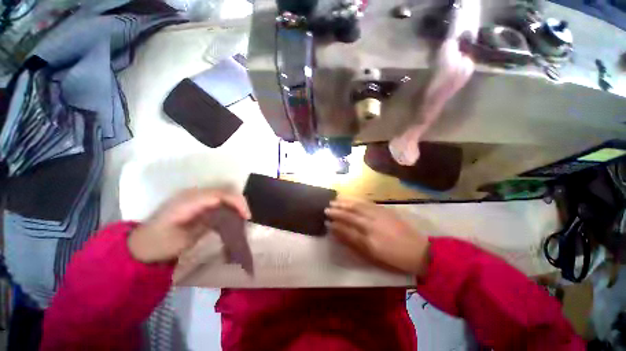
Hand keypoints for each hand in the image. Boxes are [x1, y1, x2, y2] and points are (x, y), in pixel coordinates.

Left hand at [128, 188, 250, 263]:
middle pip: (224, 190)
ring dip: (234, 202)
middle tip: (246, 217)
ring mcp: (192, 195)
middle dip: (238, 202)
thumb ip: (207, 224)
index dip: (237, 202)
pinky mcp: (193, 200)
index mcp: (188, 201)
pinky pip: (216, 197)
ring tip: (240, 216)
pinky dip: (227, 204)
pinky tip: (229, 214)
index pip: (220, 194)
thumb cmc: (160, 245)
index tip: (247, 216)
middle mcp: (191, 193)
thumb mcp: (184, 239)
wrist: (139, 245)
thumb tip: (228, 217)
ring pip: (222, 192)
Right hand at [325, 198, 430, 275]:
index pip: (347, 230)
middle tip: (326, 208)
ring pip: (357, 206)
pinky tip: (349, 198)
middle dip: (336, 211)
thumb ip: (354, 244)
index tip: (326, 222)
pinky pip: (366, 202)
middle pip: (350, 215)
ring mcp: (378, 215)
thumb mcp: (373, 256)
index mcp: (369, 240)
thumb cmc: (394, 258)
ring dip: (344, 203)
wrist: (418, 250)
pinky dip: (355, 199)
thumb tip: (340, 235)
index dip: (335, 226)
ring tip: (334, 201)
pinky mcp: (384, 210)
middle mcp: (371, 225)